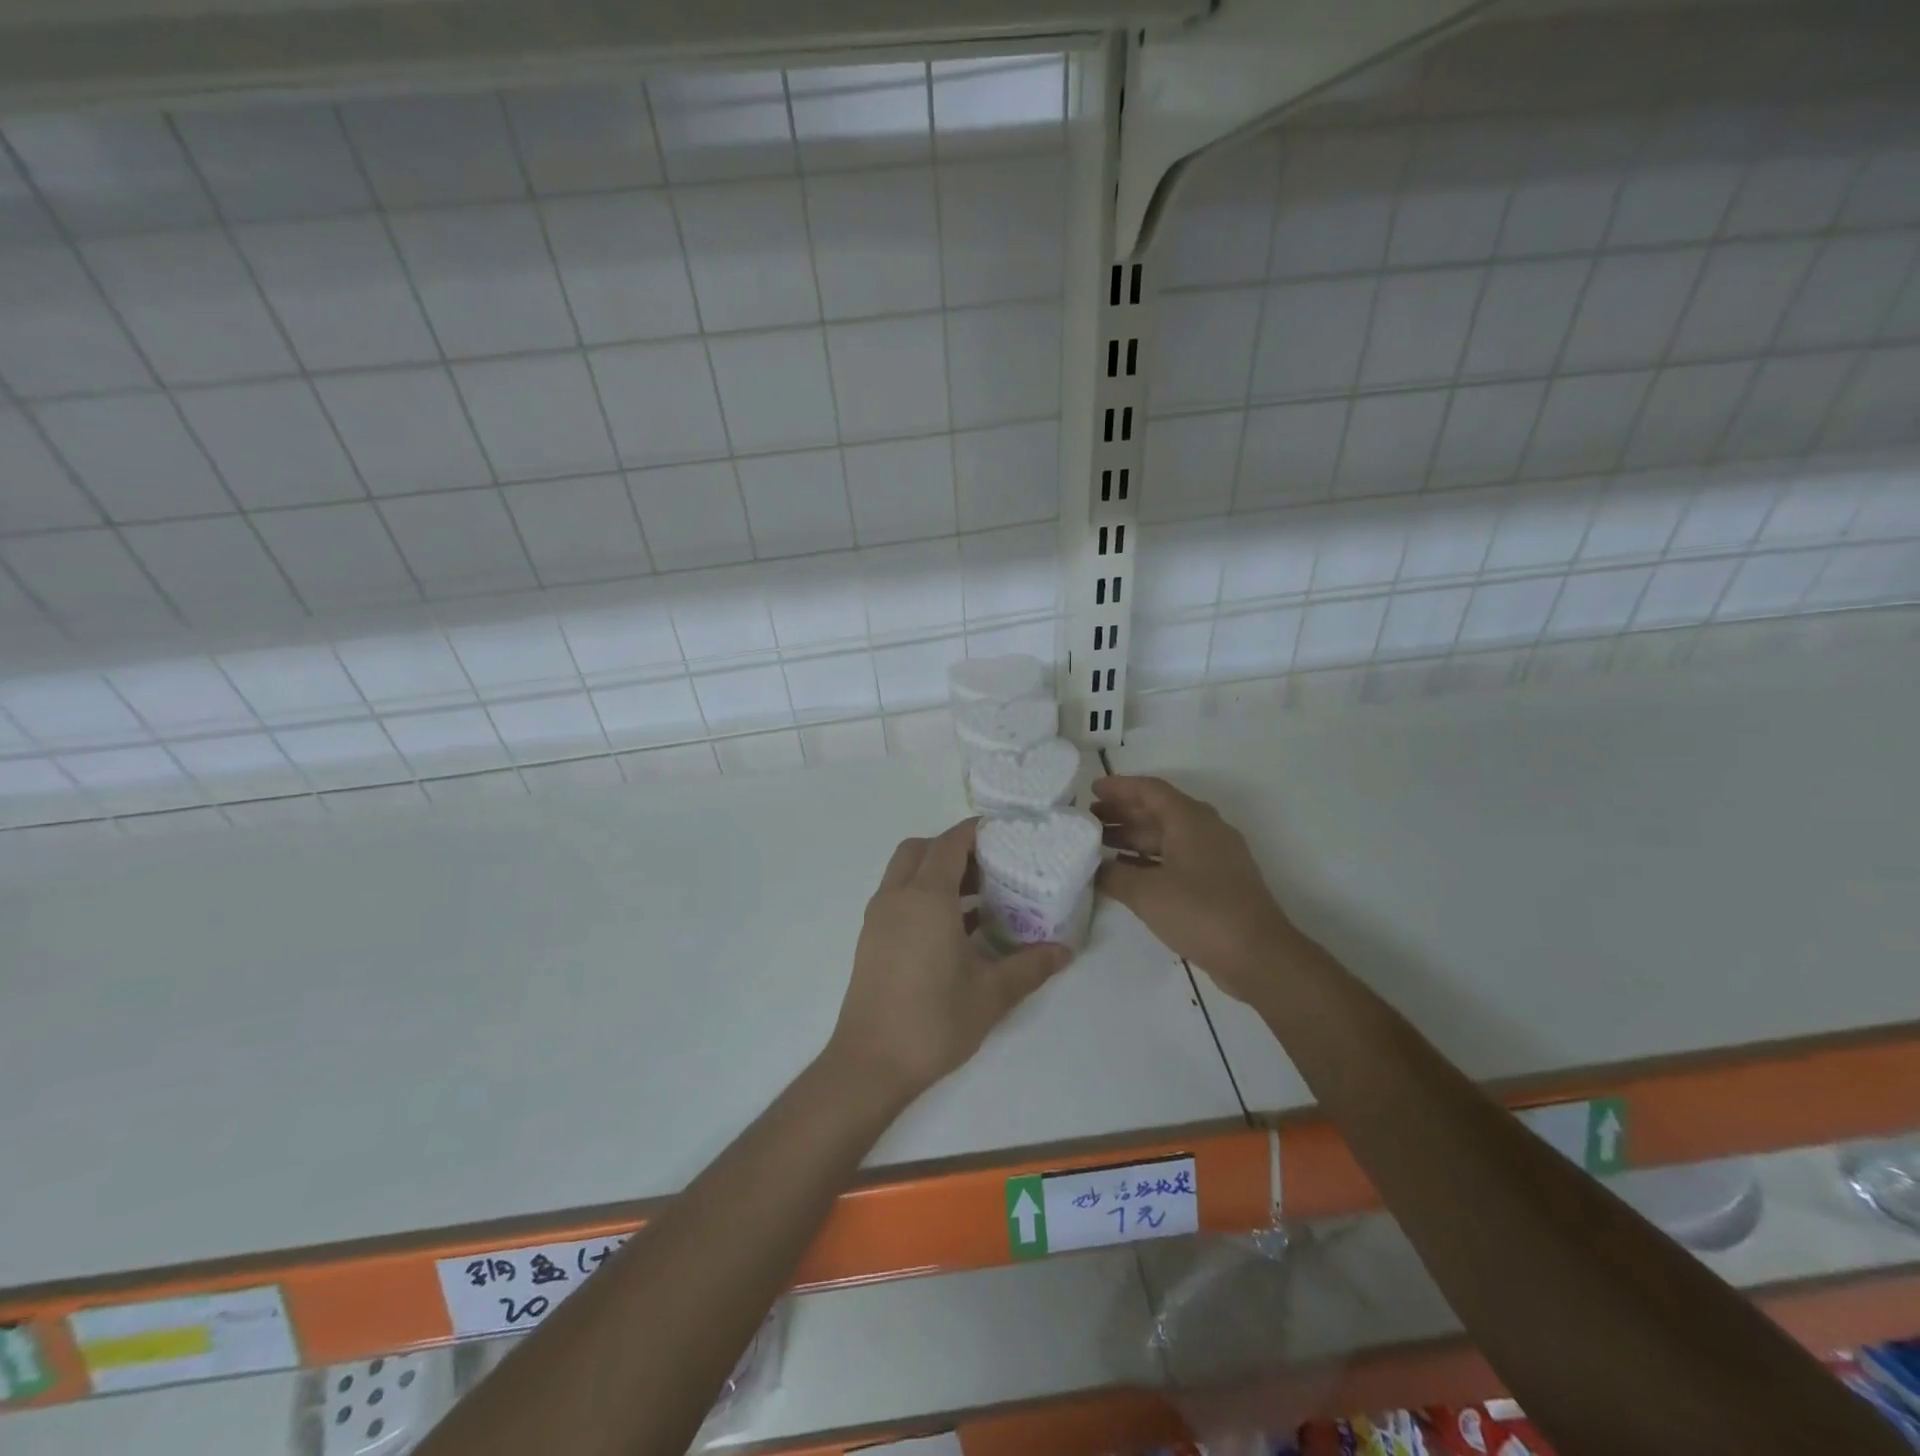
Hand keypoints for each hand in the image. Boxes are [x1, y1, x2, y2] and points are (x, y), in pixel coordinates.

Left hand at [826, 819, 1073, 1105]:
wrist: (870, 1063)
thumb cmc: (934, 1021)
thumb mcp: (992, 993)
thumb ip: (1030, 966)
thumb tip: (1065, 951)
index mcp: (927, 898)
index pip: (950, 843)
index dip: (975, 831)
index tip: (1004, 833)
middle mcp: (897, 897)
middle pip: (920, 849)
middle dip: (952, 848)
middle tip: (989, 866)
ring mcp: (878, 918)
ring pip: (904, 873)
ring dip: (935, 872)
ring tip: (977, 896)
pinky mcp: (871, 939)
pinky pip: (897, 897)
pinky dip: (922, 895)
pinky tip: (953, 928)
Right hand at [1093, 775, 1294, 1001]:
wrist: (1258, 956)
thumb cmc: (1201, 913)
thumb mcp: (1146, 893)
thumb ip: (1113, 874)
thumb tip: (1094, 867)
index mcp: (1190, 820)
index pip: (1150, 790)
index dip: (1119, 787)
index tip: (1092, 790)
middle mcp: (1205, 829)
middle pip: (1158, 811)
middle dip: (1123, 813)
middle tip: (1089, 820)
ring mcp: (1215, 856)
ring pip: (1167, 836)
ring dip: (1134, 837)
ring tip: (1100, 844)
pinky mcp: (1218, 881)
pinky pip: (1177, 857)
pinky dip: (1149, 858)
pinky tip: (1126, 871)